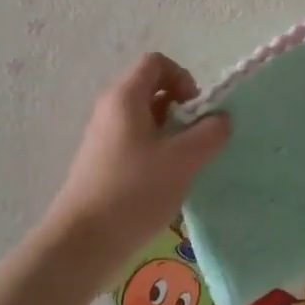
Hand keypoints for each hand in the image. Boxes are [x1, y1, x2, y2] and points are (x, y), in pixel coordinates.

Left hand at [35, 54, 231, 292]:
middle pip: (150, 89)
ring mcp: (103, 137)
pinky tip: (166, 182)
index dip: (183, 77)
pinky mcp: (102, 163)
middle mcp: (110, 110)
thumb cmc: (133, 192)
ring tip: (186, 163)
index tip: (196, 110)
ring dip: (170, 133)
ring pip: (144, 119)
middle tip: (196, 138)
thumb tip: (221, 118)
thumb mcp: (181, 161)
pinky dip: (155, 152)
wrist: (83, 242)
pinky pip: (134, 142)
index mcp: (125, 97)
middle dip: (180, 108)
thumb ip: (208, 135)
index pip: (156, 63)